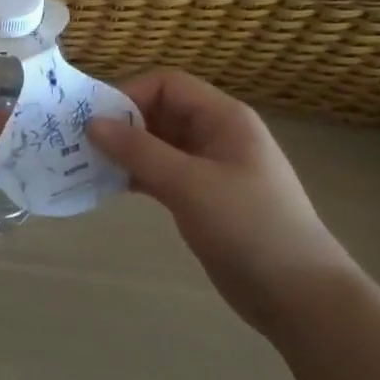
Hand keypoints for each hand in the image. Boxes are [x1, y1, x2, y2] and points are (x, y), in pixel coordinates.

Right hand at [88, 70, 351, 332]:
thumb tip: (92, 123)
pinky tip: (107, 187)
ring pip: (157, 145)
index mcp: (223, 117)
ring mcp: (209, 168)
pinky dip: (135, 176)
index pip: (167, 84)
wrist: (298, 295)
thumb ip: (139, 151)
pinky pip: (161, 174)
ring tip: (85, 165)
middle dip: (121, 124)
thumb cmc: (248, 226)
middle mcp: (215, 134)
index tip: (94, 121)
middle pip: (160, 112)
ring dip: (124, 152)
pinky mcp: (202, 198)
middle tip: (80, 144)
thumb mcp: (190, 184)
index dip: (129, 94)